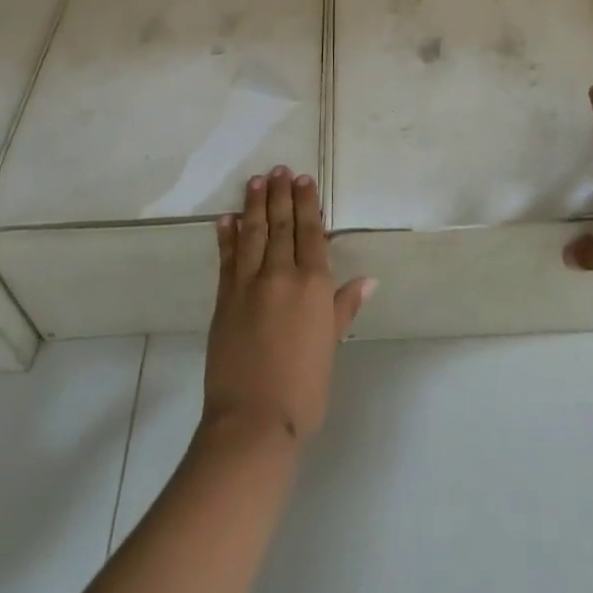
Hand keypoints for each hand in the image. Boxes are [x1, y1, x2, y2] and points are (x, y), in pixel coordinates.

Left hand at [203, 166, 373, 444]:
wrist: (252, 422)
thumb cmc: (303, 389)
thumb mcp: (330, 347)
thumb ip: (344, 308)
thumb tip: (368, 279)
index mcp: (313, 285)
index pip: (310, 232)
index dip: (307, 203)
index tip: (303, 179)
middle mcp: (281, 275)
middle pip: (281, 225)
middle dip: (280, 195)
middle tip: (279, 169)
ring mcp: (248, 284)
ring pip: (253, 233)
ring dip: (254, 205)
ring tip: (256, 180)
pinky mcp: (224, 299)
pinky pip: (227, 258)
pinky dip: (227, 236)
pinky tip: (227, 219)